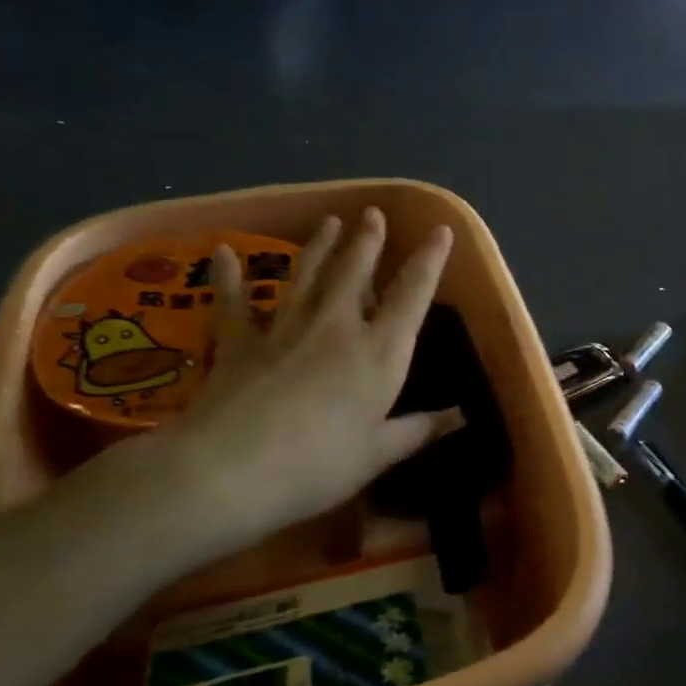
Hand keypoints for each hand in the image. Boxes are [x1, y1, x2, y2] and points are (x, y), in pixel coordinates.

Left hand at [122, 208, 457, 560]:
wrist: (229, 471)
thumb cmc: (318, 465)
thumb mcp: (380, 453)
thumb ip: (421, 429)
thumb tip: (464, 416)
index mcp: (379, 352)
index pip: (413, 295)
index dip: (430, 261)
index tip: (441, 230)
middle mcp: (337, 328)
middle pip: (356, 273)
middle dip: (368, 241)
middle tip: (372, 213)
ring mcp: (285, 330)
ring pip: (308, 277)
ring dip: (321, 247)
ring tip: (330, 221)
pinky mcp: (240, 344)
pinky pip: (234, 303)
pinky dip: (229, 278)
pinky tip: (222, 253)